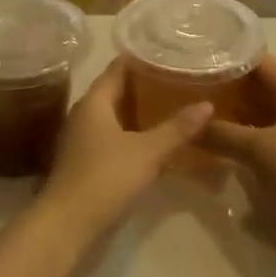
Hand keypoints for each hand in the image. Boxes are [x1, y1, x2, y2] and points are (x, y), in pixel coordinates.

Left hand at [33, 58, 210, 244]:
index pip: (118, 68)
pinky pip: (111, 136)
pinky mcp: (84, 161)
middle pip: (115, 90)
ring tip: (170, 106)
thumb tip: (208, 104)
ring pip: (114, 115)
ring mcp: (81, 139)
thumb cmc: (105, 177)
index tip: (168, 53)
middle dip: (144, 85)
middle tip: (177, 79)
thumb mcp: (148, 151)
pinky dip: (131, 132)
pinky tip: (153, 140)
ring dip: (138, 111)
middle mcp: (84, 113)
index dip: (141, 58)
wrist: (68, 224)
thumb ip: (177, 128)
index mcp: (94, 101)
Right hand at [197, 57, 275, 263]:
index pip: (260, 60)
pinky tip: (228, 144)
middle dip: (230, 87)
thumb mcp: (258, 150)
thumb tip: (189, 127)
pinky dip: (251, 134)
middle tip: (194, 89)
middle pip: (263, 85)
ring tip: (204, 116)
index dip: (230, 57)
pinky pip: (272, 134)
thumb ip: (222, 134)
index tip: (200, 60)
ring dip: (239, 113)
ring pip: (267, 112)